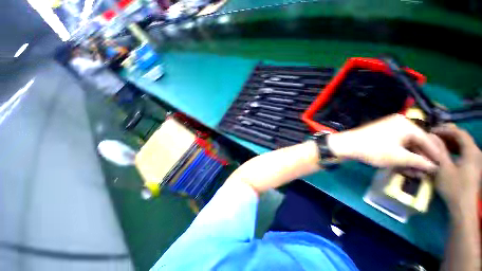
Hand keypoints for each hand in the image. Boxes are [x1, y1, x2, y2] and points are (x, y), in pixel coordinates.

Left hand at [327, 114, 440, 170]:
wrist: (346, 145)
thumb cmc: (373, 149)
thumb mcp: (398, 157)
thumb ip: (418, 161)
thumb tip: (434, 167)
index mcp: (406, 124)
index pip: (427, 139)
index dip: (434, 154)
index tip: (441, 166)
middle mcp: (399, 123)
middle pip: (417, 142)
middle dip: (422, 157)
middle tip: (428, 171)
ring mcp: (389, 128)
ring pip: (406, 144)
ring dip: (412, 157)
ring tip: (417, 171)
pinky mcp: (381, 134)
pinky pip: (397, 144)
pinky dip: (401, 154)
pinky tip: (405, 164)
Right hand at [430, 124, 481, 209]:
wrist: (463, 206)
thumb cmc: (453, 187)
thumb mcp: (443, 168)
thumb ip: (439, 151)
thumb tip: (431, 137)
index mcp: (471, 152)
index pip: (460, 133)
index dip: (446, 129)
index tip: (431, 130)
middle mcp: (476, 153)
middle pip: (463, 138)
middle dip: (447, 134)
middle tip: (432, 135)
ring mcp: (476, 160)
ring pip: (463, 145)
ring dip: (450, 142)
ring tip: (436, 142)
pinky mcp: (473, 166)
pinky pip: (464, 152)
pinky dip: (454, 149)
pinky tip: (445, 152)